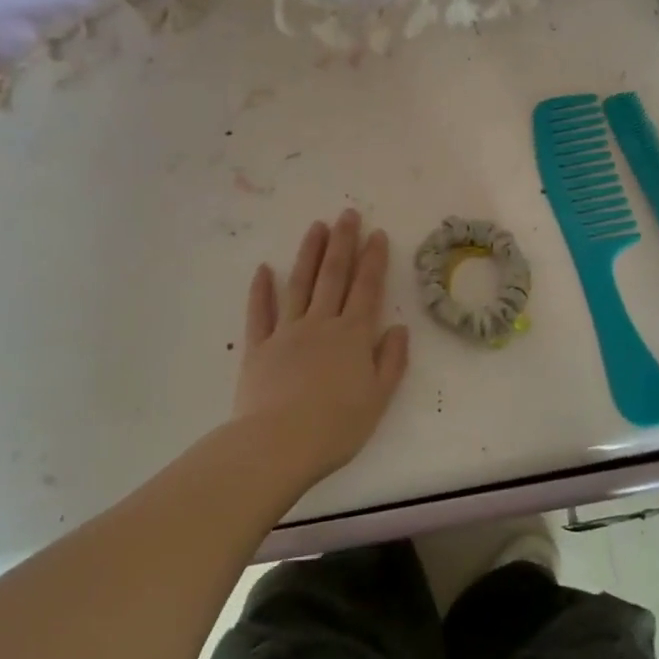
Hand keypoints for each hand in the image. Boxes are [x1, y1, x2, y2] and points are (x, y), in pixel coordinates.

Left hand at [231, 209, 410, 485]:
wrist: (278, 445)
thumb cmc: (336, 426)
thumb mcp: (378, 398)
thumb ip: (392, 361)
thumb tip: (399, 328)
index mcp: (353, 335)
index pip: (367, 288)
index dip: (373, 259)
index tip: (376, 233)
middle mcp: (321, 324)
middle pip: (333, 275)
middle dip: (343, 242)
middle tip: (347, 213)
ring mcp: (286, 332)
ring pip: (299, 284)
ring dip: (309, 253)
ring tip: (316, 227)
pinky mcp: (258, 347)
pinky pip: (259, 313)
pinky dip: (261, 290)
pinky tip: (263, 269)